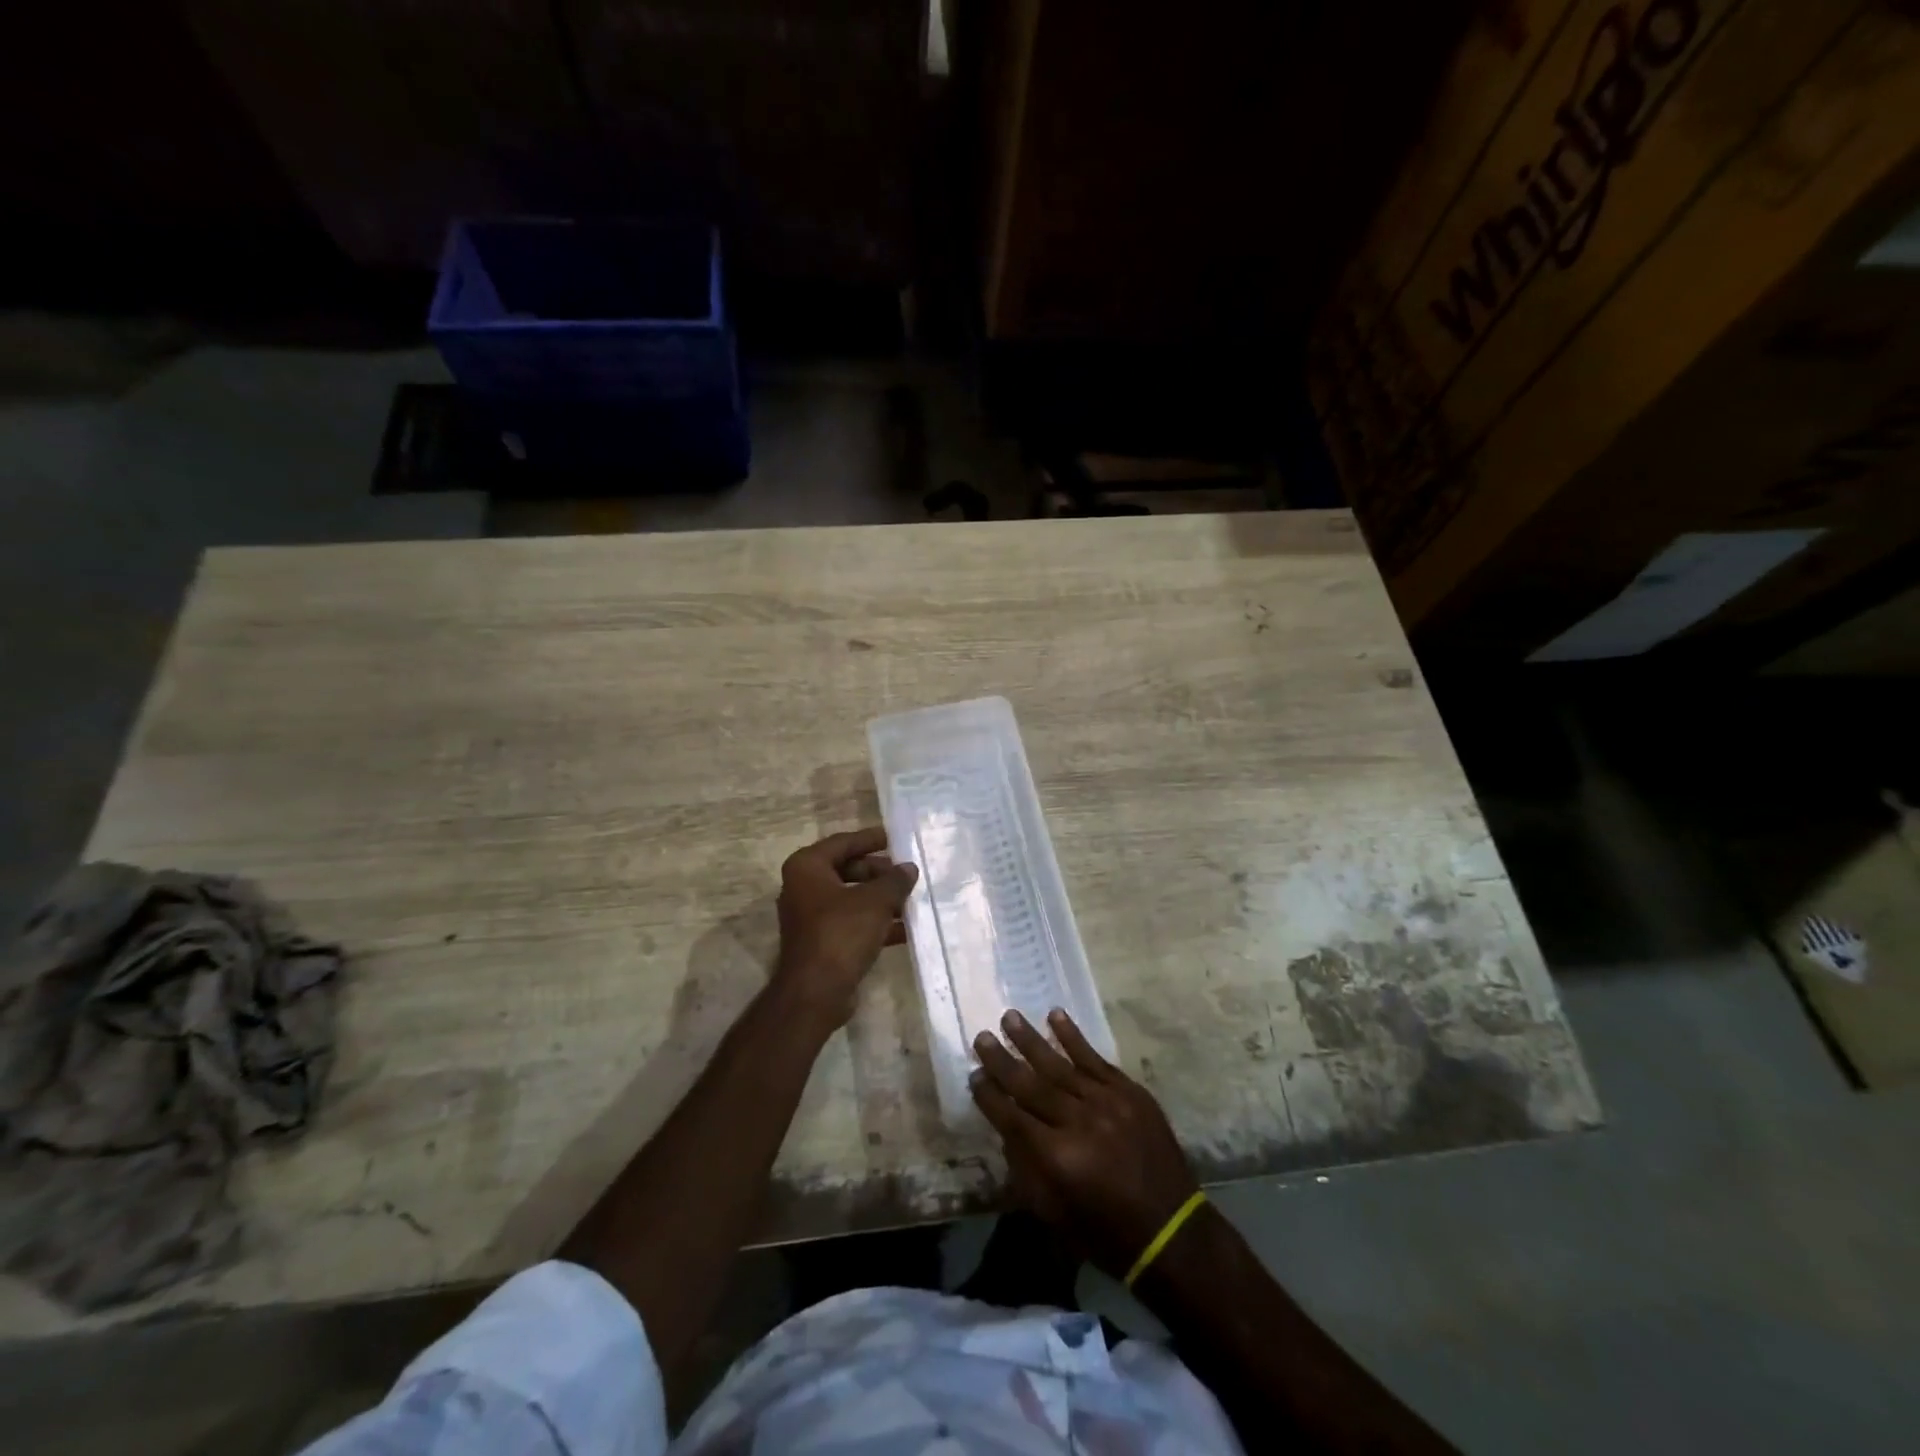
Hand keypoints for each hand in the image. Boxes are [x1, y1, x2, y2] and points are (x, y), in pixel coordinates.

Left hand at [773, 828, 917, 1029]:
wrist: (816, 992)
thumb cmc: (841, 933)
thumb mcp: (875, 901)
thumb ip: (894, 881)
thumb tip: (909, 868)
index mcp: (807, 867)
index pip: (843, 842)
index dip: (871, 839)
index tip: (896, 838)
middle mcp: (804, 887)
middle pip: (848, 869)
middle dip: (880, 872)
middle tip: (908, 873)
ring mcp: (812, 916)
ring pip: (853, 898)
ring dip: (881, 899)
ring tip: (913, 898)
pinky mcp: (823, 941)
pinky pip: (853, 922)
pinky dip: (876, 922)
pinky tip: (906, 928)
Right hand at [971, 1008, 1199, 1277]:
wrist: (1172, 1232)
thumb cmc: (1106, 1232)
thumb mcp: (1054, 1214)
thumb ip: (1026, 1169)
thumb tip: (1008, 1130)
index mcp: (1058, 1158)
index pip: (1012, 1117)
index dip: (990, 1097)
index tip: (973, 1075)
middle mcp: (1079, 1122)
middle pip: (1032, 1085)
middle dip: (1003, 1060)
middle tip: (982, 1036)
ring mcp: (1107, 1102)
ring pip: (1061, 1064)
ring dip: (1032, 1040)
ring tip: (1010, 1017)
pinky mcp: (1130, 1092)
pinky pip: (1095, 1059)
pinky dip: (1074, 1037)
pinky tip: (1055, 1016)